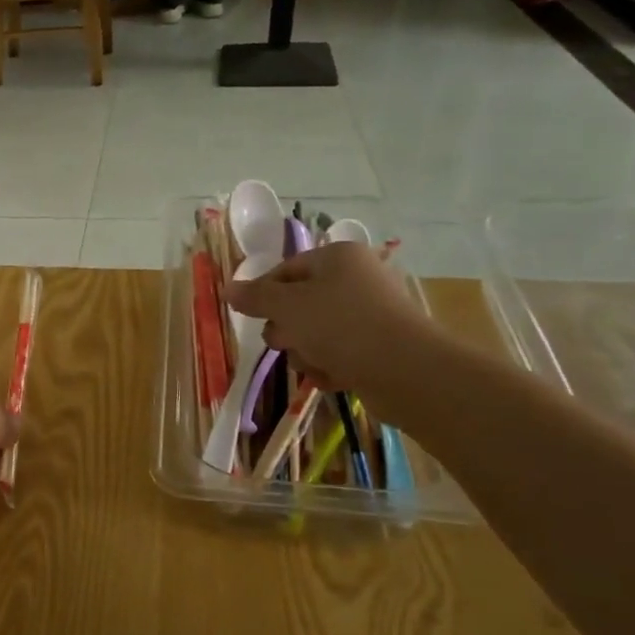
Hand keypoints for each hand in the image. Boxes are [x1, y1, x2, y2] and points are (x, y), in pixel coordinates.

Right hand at [224, 242, 441, 418]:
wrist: (405, 370)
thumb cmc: (340, 326)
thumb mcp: (286, 306)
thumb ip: (255, 296)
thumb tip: (229, 289)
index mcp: (337, 257)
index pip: (285, 270)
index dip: (263, 294)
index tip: (251, 316)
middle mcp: (356, 279)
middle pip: (299, 303)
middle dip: (287, 329)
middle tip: (288, 341)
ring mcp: (370, 313)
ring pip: (316, 332)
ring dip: (306, 352)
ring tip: (315, 363)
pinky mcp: (379, 346)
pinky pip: (339, 352)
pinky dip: (330, 366)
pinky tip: (333, 376)